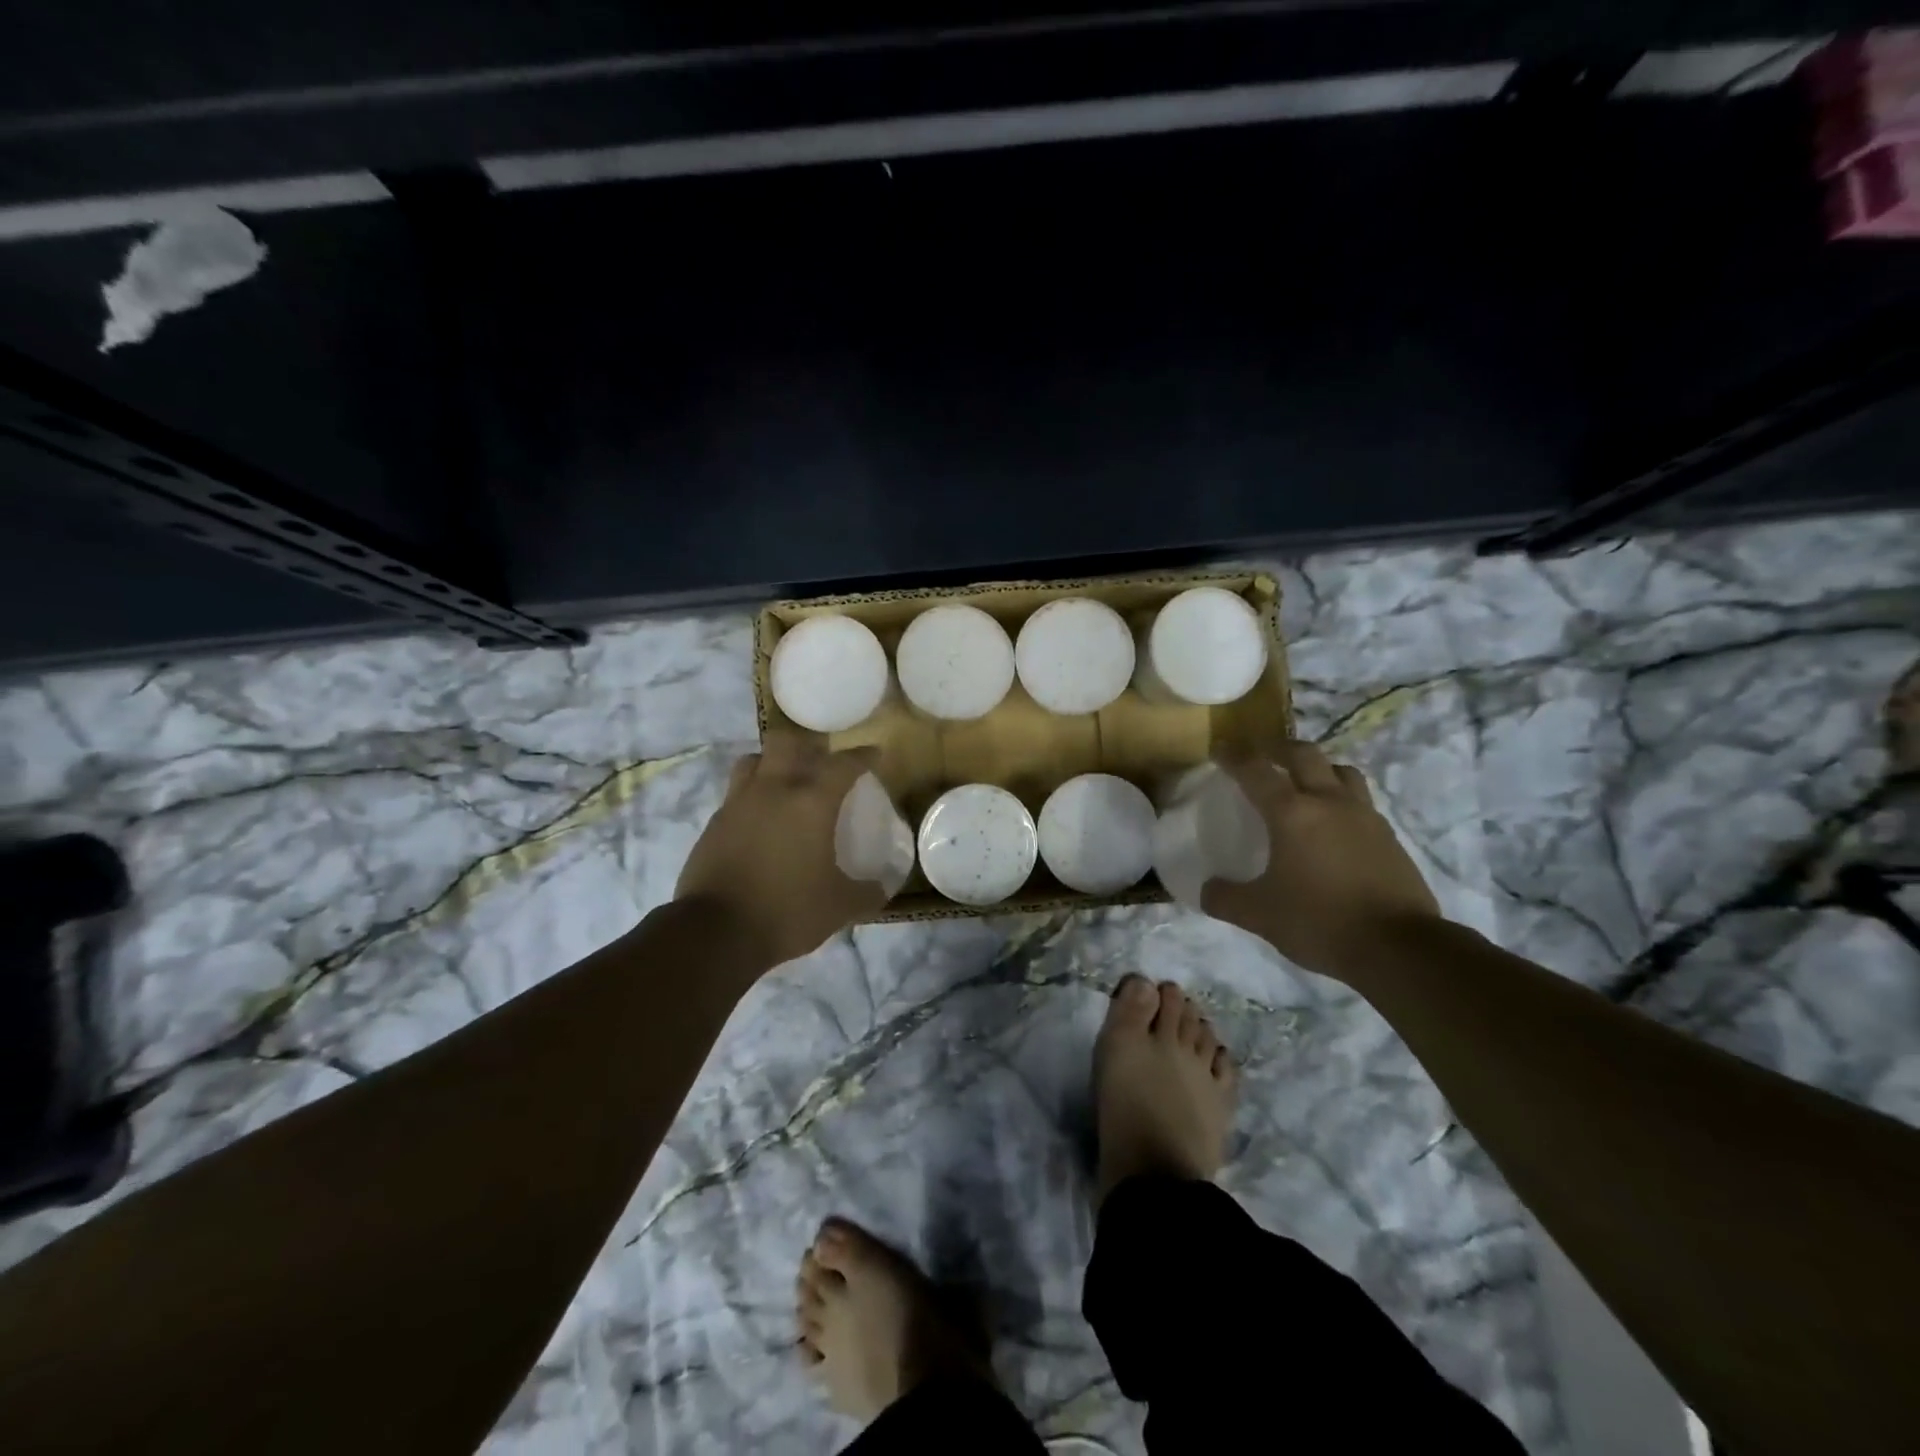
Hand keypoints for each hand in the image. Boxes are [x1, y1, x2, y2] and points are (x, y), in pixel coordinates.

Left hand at [676, 736, 888, 970]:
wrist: (715, 933)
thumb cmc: (787, 912)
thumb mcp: (839, 908)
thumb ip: (866, 892)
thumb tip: (882, 886)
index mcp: (810, 802)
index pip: (842, 764)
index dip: (862, 756)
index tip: (873, 755)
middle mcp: (772, 791)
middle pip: (787, 742)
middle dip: (807, 745)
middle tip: (821, 761)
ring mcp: (737, 804)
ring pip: (753, 761)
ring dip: (772, 763)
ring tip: (785, 783)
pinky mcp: (713, 825)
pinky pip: (735, 795)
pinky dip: (752, 797)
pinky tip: (760, 821)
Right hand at [1201, 741, 1441, 981]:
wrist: (1399, 948)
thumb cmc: (1320, 921)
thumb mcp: (1259, 915)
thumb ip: (1226, 898)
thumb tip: (1207, 890)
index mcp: (1292, 813)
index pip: (1256, 771)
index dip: (1234, 757)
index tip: (1220, 749)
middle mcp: (1330, 803)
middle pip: (1304, 755)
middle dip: (1279, 749)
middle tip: (1263, 755)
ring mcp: (1365, 817)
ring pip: (1341, 771)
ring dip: (1318, 768)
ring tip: (1304, 784)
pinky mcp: (1389, 837)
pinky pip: (1361, 802)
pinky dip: (1342, 799)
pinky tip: (1334, 825)